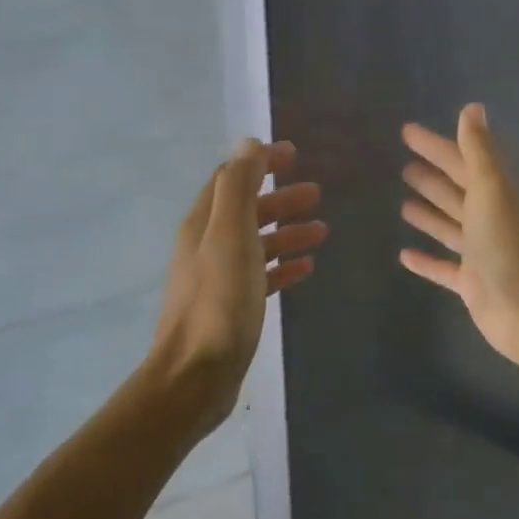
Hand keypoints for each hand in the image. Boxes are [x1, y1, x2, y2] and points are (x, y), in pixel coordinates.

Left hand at [152, 140, 326, 427]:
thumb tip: (249, 144)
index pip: (231, 180)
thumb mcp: (231, 235)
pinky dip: (283, 267)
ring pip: (256, 244)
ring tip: (322, 230)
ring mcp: (218, 279)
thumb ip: (239, 188)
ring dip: (287, 232)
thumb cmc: (219, 302)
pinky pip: (261, 277)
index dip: (260, 164)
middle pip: (246, 211)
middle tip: (317, 194)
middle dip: (280, 199)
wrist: (196, 375)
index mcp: (203, 224)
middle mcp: (207, 247)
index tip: (294, 155)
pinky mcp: (231, 309)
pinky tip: (306, 269)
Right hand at [399, 105, 518, 371]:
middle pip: (457, 192)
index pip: (461, 161)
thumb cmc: (506, 244)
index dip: (436, 146)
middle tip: (403, 166)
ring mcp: (481, 253)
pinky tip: (404, 255)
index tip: (407, 132)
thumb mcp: (491, 189)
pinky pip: (444, 268)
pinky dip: (427, 260)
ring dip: (430, 214)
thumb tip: (472, 108)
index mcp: (495, 194)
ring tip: (403, 202)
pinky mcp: (471, 284)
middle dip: (433, 177)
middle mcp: (489, 220)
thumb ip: (479, 151)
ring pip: (451, 227)